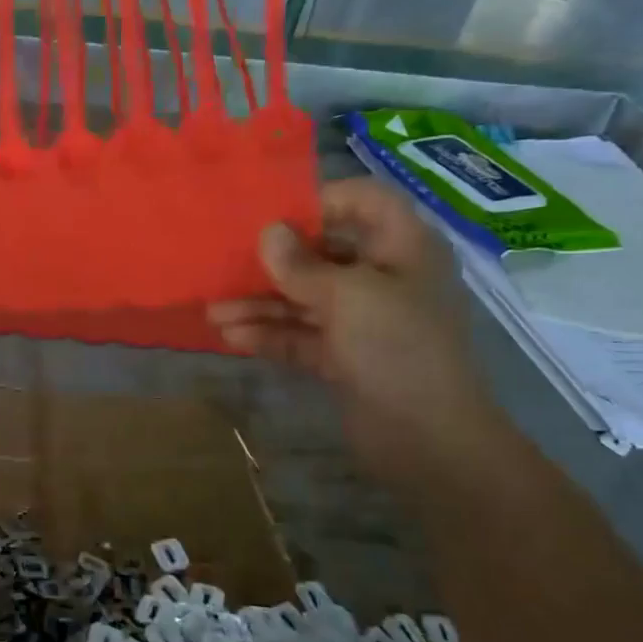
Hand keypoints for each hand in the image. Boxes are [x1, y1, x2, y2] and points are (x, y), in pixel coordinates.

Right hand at [208, 179, 502, 472]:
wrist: (429, 440)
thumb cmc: (398, 349)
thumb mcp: (350, 297)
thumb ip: (302, 265)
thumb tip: (268, 232)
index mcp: (403, 248)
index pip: (364, 201)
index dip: (320, 201)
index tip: (271, 214)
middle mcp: (383, 278)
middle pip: (322, 254)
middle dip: (272, 262)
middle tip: (225, 265)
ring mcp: (363, 321)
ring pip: (304, 299)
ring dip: (260, 304)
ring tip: (213, 312)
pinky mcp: (344, 357)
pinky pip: (301, 335)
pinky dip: (269, 334)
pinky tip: (232, 337)